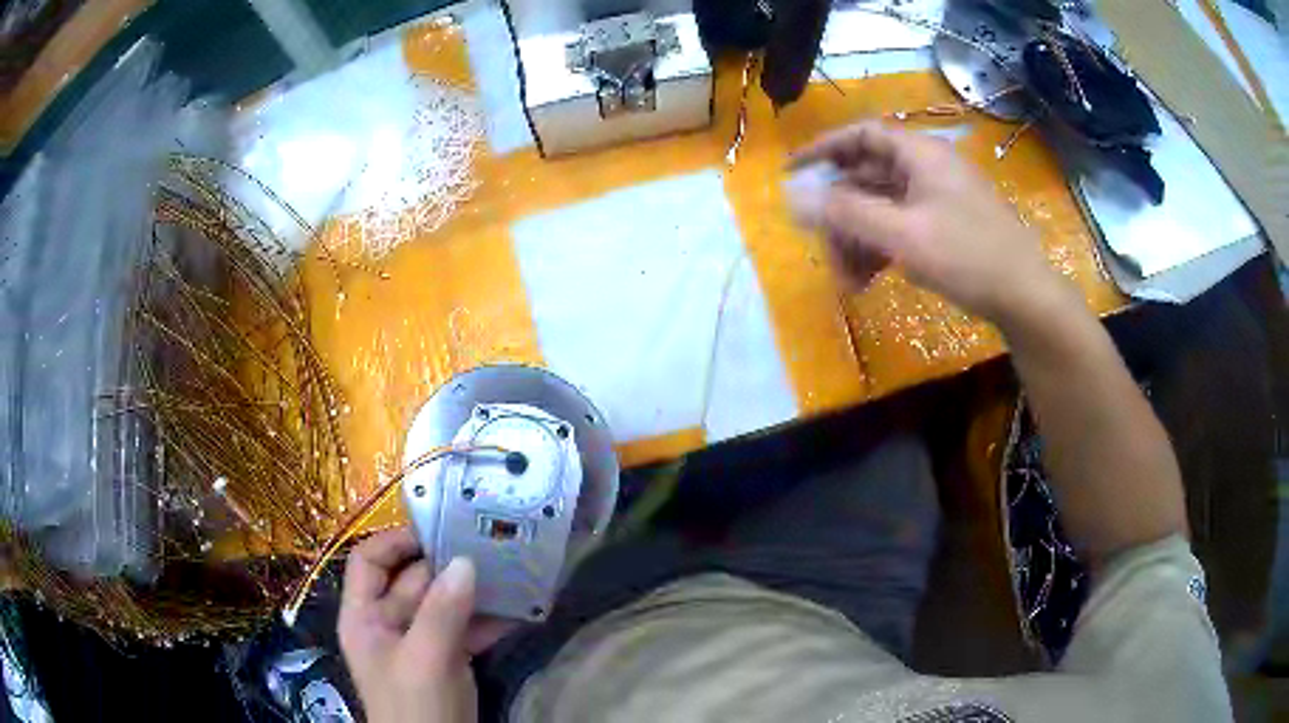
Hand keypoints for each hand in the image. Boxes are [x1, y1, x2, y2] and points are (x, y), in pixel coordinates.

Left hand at [338, 528, 510, 722]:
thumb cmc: (413, 706)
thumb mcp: (423, 660)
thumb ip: (442, 612)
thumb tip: (466, 561)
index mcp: (365, 616)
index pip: (370, 561)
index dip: (396, 541)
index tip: (439, 530)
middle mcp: (389, 622)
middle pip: (414, 580)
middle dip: (449, 564)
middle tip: (492, 545)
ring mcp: (421, 641)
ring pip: (445, 603)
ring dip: (475, 590)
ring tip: (513, 571)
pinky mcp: (449, 657)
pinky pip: (467, 628)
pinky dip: (491, 619)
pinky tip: (521, 609)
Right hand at [791, 121, 1066, 325]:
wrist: (1025, 297)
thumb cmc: (968, 257)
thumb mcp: (902, 234)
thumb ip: (846, 213)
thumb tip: (792, 197)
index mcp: (920, 154)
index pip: (861, 135)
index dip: (823, 149)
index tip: (793, 172)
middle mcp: (927, 168)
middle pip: (868, 178)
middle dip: (842, 216)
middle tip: (823, 249)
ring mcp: (939, 198)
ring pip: (883, 208)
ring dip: (859, 240)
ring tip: (848, 281)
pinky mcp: (947, 226)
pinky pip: (902, 227)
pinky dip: (882, 248)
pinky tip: (870, 279)